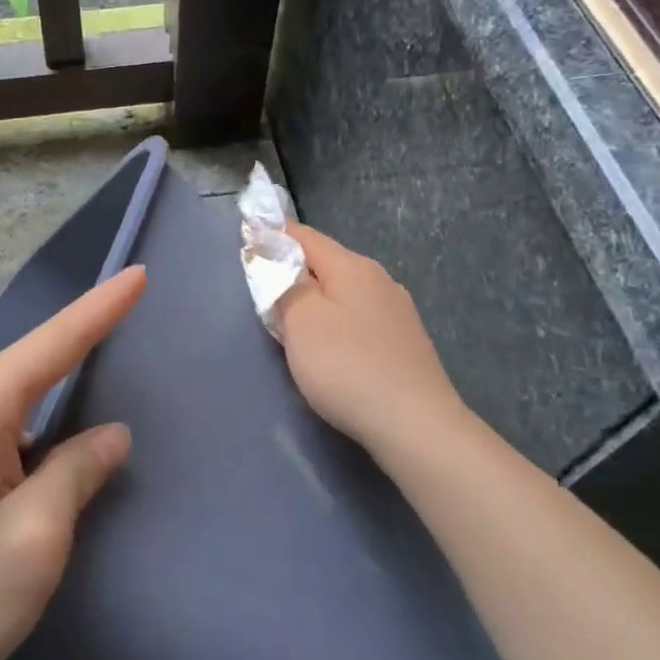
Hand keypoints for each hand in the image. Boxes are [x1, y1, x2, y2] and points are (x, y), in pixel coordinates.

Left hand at [0, 266, 145, 659]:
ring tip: (65, 481)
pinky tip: (21, 501)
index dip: (99, 310)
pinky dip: (13, 461)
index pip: (50, 345)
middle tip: (113, 397)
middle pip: (22, 381)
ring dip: (41, 440)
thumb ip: (76, 473)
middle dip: (72, 381)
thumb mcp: (32, 540)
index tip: (137, 275)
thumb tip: (108, 434)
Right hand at [276, 223, 463, 454]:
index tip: (246, 243)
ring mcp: (397, 311)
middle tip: (262, 291)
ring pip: (344, 292)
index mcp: (352, 266)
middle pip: (326, 263)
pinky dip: (336, 322)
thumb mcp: (301, 321)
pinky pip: (359, 318)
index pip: (304, 236)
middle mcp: (379, 279)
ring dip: (316, 299)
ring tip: (291, 321)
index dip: (273, 236)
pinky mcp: (405, 342)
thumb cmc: (347, 366)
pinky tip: (330, 346)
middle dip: (294, 271)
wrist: (414, 423)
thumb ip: (284, 284)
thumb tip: (276, 257)